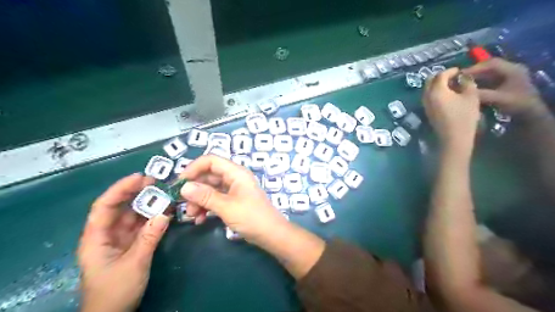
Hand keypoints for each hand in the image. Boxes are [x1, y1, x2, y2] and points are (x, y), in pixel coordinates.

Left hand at [76, 172, 170, 311]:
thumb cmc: (115, 291)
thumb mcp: (134, 264)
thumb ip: (149, 238)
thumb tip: (165, 213)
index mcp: (96, 238)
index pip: (104, 207)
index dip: (120, 189)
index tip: (139, 177)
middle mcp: (106, 234)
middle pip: (119, 207)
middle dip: (135, 193)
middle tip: (156, 182)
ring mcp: (119, 239)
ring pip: (132, 215)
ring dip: (147, 204)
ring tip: (164, 193)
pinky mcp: (130, 244)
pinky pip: (141, 226)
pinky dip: (152, 217)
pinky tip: (164, 210)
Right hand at [178, 155, 288, 244]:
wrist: (271, 234)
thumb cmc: (252, 217)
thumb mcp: (227, 207)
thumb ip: (205, 196)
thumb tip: (183, 187)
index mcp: (236, 172)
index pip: (211, 161)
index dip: (194, 168)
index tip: (180, 183)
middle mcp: (234, 178)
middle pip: (208, 175)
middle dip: (194, 188)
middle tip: (182, 203)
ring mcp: (233, 190)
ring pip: (210, 189)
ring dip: (198, 200)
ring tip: (192, 215)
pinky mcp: (233, 201)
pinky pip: (215, 199)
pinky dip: (206, 207)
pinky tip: (200, 220)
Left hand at [426, 67, 481, 150]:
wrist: (454, 137)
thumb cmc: (464, 116)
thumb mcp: (471, 96)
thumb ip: (467, 83)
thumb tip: (462, 78)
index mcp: (436, 91)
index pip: (440, 75)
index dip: (450, 71)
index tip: (459, 71)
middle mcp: (427, 96)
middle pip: (430, 81)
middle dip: (441, 76)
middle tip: (453, 76)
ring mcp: (425, 105)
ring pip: (428, 89)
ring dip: (437, 84)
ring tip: (452, 85)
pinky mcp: (427, 111)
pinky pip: (429, 97)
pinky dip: (436, 92)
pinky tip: (448, 95)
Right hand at [462, 57, 544, 118]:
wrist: (529, 114)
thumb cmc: (517, 104)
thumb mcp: (499, 99)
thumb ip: (482, 94)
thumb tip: (462, 92)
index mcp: (513, 69)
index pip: (491, 64)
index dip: (475, 68)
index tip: (460, 75)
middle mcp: (511, 69)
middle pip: (488, 67)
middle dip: (473, 72)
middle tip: (458, 78)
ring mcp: (507, 76)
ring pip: (487, 73)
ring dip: (475, 77)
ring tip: (461, 82)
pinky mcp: (503, 82)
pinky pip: (488, 79)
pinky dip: (478, 81)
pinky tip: (469, 87)